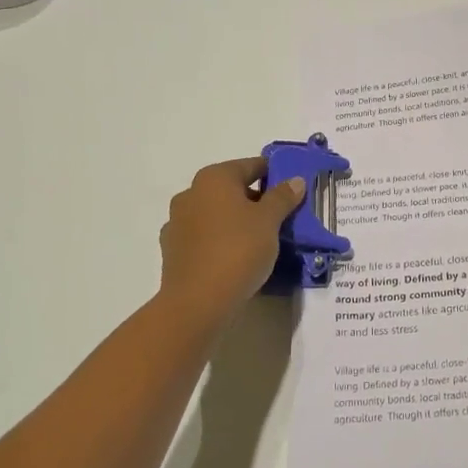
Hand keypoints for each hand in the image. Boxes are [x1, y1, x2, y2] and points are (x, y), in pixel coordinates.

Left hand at [157, 157, 304, 328]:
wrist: (197, 302)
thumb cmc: (238, 250)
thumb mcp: (270, 221)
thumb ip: (282, 197)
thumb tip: (294, 180)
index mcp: (214, 178)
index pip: (251, 166)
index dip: (274, 174)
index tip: (292, 189)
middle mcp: (191, 193)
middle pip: (232, 189)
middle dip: (256, 200)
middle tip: (281, 218)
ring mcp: (177, 222)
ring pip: (216, 213)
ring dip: (236, 220)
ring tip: (260, 240)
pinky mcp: (173, 250)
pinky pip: (204, 237)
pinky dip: (220, 240)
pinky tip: (235, 257)